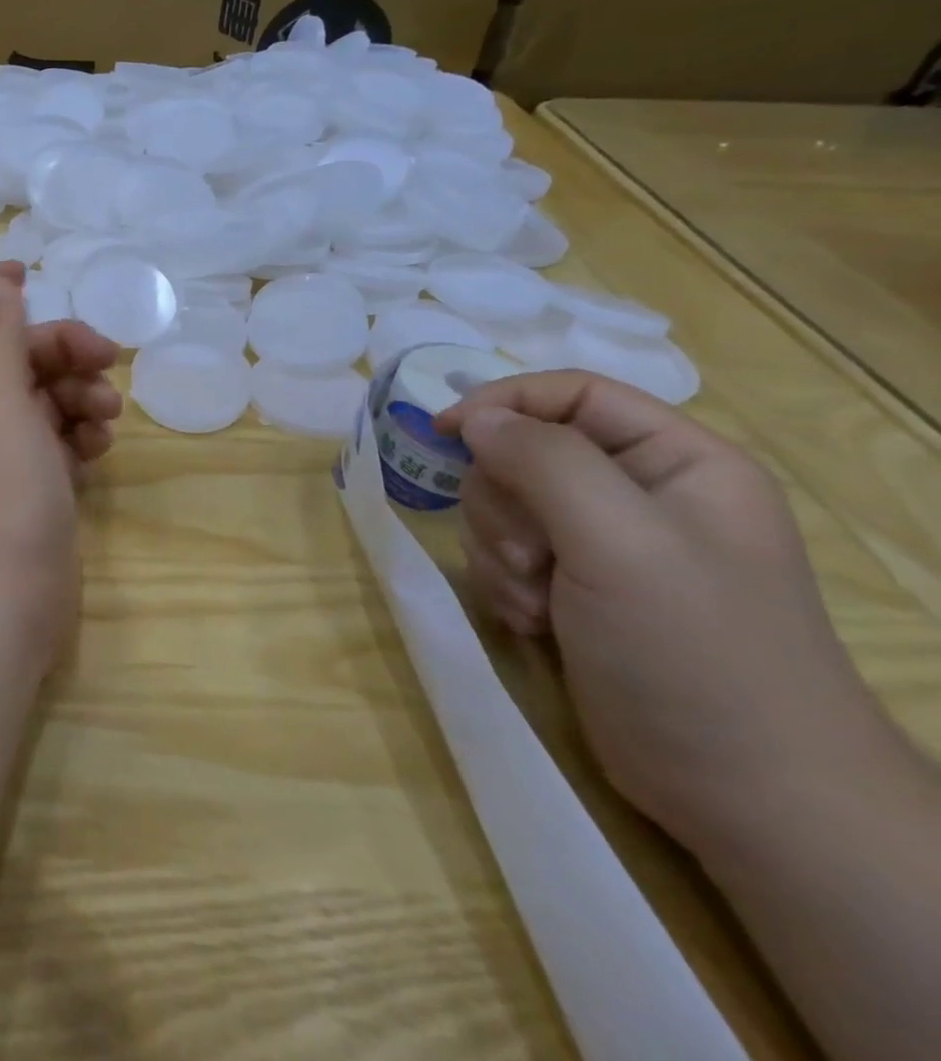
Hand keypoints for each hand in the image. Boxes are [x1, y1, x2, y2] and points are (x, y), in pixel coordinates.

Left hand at [0, 263, 122, 671]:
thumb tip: (0, 288)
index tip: (29, 272)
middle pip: (7, 355)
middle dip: (55, 345)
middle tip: (105, 354)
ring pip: (39, 398)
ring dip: (76, 391)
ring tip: (106, 411)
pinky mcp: (28, 489)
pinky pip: (56, 441)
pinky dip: (79, 432)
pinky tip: (100, 445)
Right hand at [436, 372, 893, 853]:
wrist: (744, 794)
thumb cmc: (695, 651)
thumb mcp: (620, 541)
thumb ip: (544, 462)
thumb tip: (476, 418)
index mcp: (678, 462)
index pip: (573, 393)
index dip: (504, 402)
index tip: (443, 433)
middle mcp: (640, 494)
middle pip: (524, 452)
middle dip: (505, 504)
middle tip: (530, 556)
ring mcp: (604, 545)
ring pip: (503, 505)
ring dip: (500, 551)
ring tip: (537, 601)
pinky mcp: (574, 588)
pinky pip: (504, 553)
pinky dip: (504, 584)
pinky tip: (535, 623)